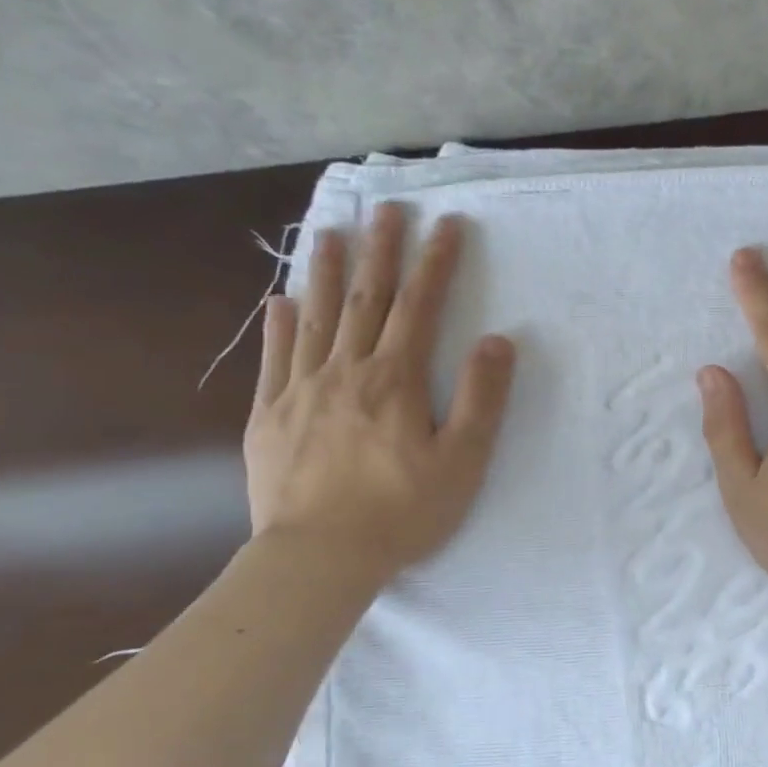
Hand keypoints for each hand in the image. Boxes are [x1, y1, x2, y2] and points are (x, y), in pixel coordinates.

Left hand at [245, 204, 515, 584]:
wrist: (319, 557)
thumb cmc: (402, 513)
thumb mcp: (462, 461)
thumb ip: (481, 398)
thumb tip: (497, 341)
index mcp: (396, 381)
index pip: (420, 307)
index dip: (435, 263)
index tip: (447, 225)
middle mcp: (346, 372)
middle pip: (367, 300)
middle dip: (382, 251)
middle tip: (388, 209)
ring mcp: (301, 391)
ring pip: (317, 318)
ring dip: (328, 273)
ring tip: (332, 233)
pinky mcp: (270, 417)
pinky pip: (274, 360)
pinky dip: (279, 326)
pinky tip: (280, 302)